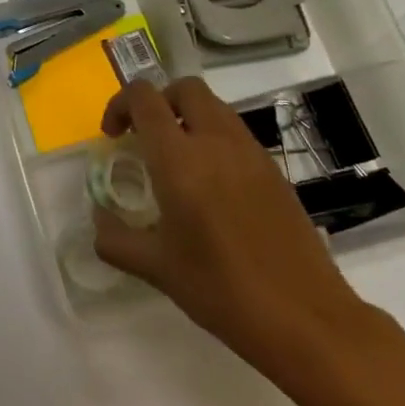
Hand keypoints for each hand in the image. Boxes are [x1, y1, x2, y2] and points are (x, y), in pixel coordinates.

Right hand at [93, 79, 371, 377]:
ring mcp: (252, 154)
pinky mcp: (275, 172)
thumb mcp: (155, 268)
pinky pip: (236, 134)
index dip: (120, 105)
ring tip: (175, 162)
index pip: (144, 98)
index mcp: (180, 159)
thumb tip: (99, 219)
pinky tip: (210, 187)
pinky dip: (214, 140)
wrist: (305, 317)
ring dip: (187, 118)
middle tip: (144, 138)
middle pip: (184, 88)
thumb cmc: (220, 289)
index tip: (113, 137)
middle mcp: (216, 142)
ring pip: (215, 107)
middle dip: (157, 101)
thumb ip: (115, 238)